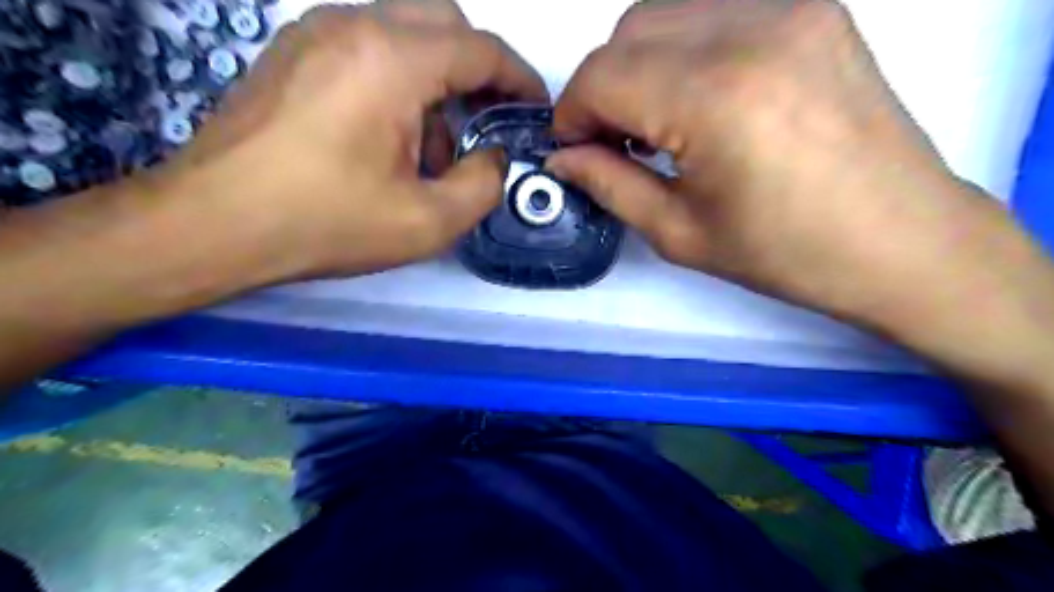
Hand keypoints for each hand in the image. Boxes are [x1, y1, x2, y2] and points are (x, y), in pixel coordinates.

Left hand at [158, 0, 550, 282]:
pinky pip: (368, 47)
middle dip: (478, 72)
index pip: (481, 49)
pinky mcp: (293, 52)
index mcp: (392, 60)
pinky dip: (399, 81)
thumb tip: (492, 157)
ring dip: (437, 80)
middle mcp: (354, 25)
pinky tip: (391, 137)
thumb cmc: (325, 224)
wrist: (213, 224)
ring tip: (433, 148)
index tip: (534, 109)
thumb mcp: (428, 222)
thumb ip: (483, 185)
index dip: (519, 78)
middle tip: (488, 123)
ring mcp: (315, 32)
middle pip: (444, 23)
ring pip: (405, 33)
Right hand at [548, 0, 1048, 351]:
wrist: (901, 240)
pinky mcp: (814, 10)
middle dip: (602, 87)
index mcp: (714, 98)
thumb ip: (609, 183)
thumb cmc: (785, 254)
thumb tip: (562, 158)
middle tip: (612, 141)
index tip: (574, 149)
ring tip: (655, 123)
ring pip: (668, 13)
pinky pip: (716, 12)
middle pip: (629, 30)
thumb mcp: (679, 233)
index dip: (572, 113)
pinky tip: (698, 101)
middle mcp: (751, 31)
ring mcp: (790, 9)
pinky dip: (684, 51)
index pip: (603, 75)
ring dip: (640, 65)